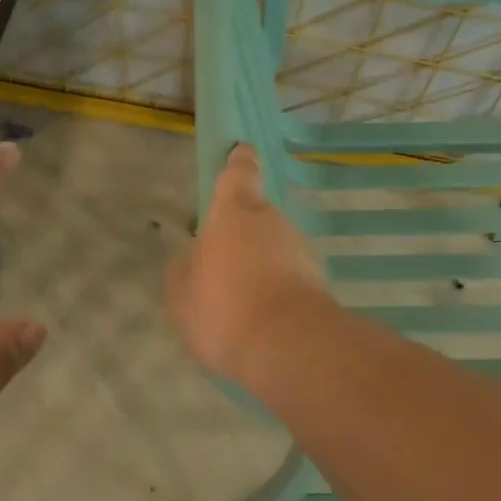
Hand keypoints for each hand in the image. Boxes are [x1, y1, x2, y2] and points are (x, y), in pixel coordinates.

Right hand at [165, 144, 328, 384]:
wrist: (290, 348)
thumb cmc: (224, 309)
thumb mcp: (182, 295)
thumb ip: (184, 270)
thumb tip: (193, 258)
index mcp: (234, 214)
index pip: (238, 174)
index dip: (238, 163)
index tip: (241, 153)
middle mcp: (272, 222)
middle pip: (256, 216)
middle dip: (242, 233)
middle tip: (222, 263)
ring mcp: (301, 251)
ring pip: (275, 248)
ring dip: (260, 265)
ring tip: (239, 301)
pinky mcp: (318, 283)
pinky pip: (288, 278)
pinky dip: (275, 290)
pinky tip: (260, 319)